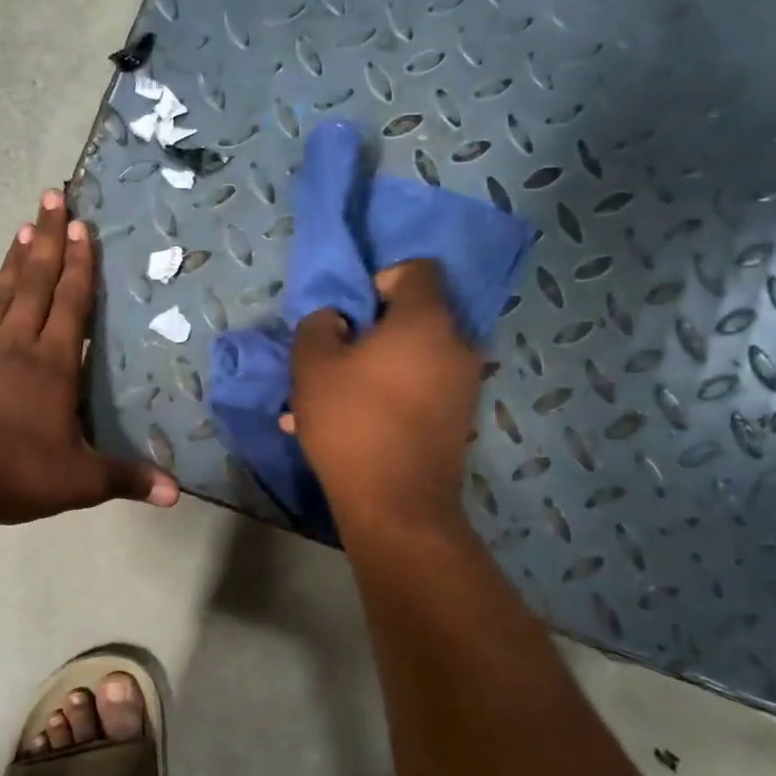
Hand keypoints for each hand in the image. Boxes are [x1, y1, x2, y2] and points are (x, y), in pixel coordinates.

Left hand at [0, 190, 179, 528]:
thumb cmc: (14, 474)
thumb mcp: (79, 482)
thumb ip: (126, 479)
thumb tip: (176, 494)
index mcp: (53, 365)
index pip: (71, 304)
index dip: (79, 265)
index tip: (82, 226)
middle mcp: (16, 345)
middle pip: (35, 283)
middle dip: (48, 239)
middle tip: (52, 197)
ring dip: (13, 261)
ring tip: (23, 226)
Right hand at [284, 260, 480, 534]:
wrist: (396, 505)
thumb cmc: (352, 423)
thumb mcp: (312, 366)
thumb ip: (319, 326)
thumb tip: (337, 319)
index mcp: (427, 320)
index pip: (418, 270)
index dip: (380, 278)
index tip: (351, 311)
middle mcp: (457, 345)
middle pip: (415, 318)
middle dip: (371, 331)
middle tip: (335, 356)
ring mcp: (463, 385)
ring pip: (412, 359)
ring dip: (373, 369)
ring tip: (330, 400)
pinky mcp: (457, 419)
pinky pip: (418, 390)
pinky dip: (388, 396)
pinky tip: (349, 426)